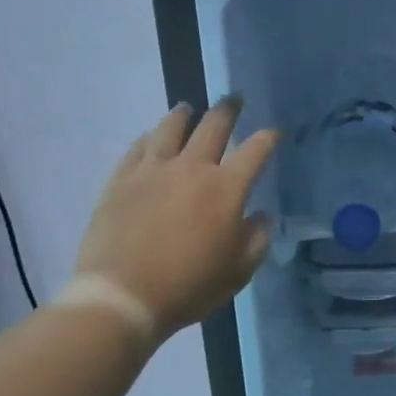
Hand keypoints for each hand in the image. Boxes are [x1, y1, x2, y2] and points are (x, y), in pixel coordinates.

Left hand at [73, 97, 278, 339]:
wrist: (122, 296)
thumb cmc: (190, 286)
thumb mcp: (239, 270)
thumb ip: (257, 238)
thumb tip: (261, 216)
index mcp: (227, 188)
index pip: (255, 151)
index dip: (268, 137)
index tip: (274, 131)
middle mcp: (192, 168)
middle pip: (214, 126)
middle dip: (228, 109)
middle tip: (234, 99)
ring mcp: (153, 170)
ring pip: (171, 128)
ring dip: (184, 115)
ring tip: (188, 108)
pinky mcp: (121, 180)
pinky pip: (138, 148)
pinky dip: (149, 138)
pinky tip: (151, 137)